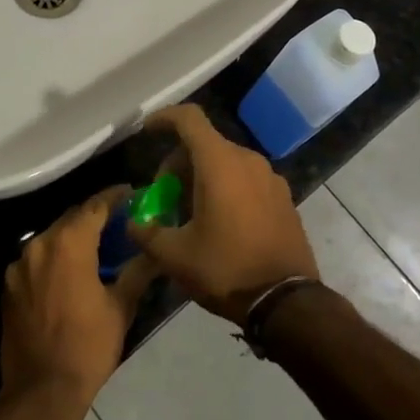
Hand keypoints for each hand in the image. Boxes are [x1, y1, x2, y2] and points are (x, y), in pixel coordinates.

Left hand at [1, 189, 157, 406]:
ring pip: (51, 239)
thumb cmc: (88, 347)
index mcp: (68, 243)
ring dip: (72, 238)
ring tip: (95, 247)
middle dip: (94, 217)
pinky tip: (69, 273)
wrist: (41, 391)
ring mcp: (19, 265)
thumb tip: (155, 251)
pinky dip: (54, 259)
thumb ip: (137, 271)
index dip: (115, 197)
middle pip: (71, 219)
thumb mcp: (120, 307)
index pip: (95, 206)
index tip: (132, 193)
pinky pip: (36, 260)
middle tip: (118, 221)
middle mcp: (39, 244)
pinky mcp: (8, 286)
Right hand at [130, 105, 317, 323]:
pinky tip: (219, 222)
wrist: (286, 302)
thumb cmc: (226, 269)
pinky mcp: (284, 197)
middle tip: (164, 197)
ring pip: (226, 162)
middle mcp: (248, 160)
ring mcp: (270, 178)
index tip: (147, 130)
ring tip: (189, 213)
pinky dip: (226, 188)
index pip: (189, 119)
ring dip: (202, 177)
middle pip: (205, 143)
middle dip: (178, 163)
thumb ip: (146, 232)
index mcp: (219, 163)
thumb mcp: (174, 256)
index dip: (164, 118)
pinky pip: (246, 179)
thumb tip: (133, 223)